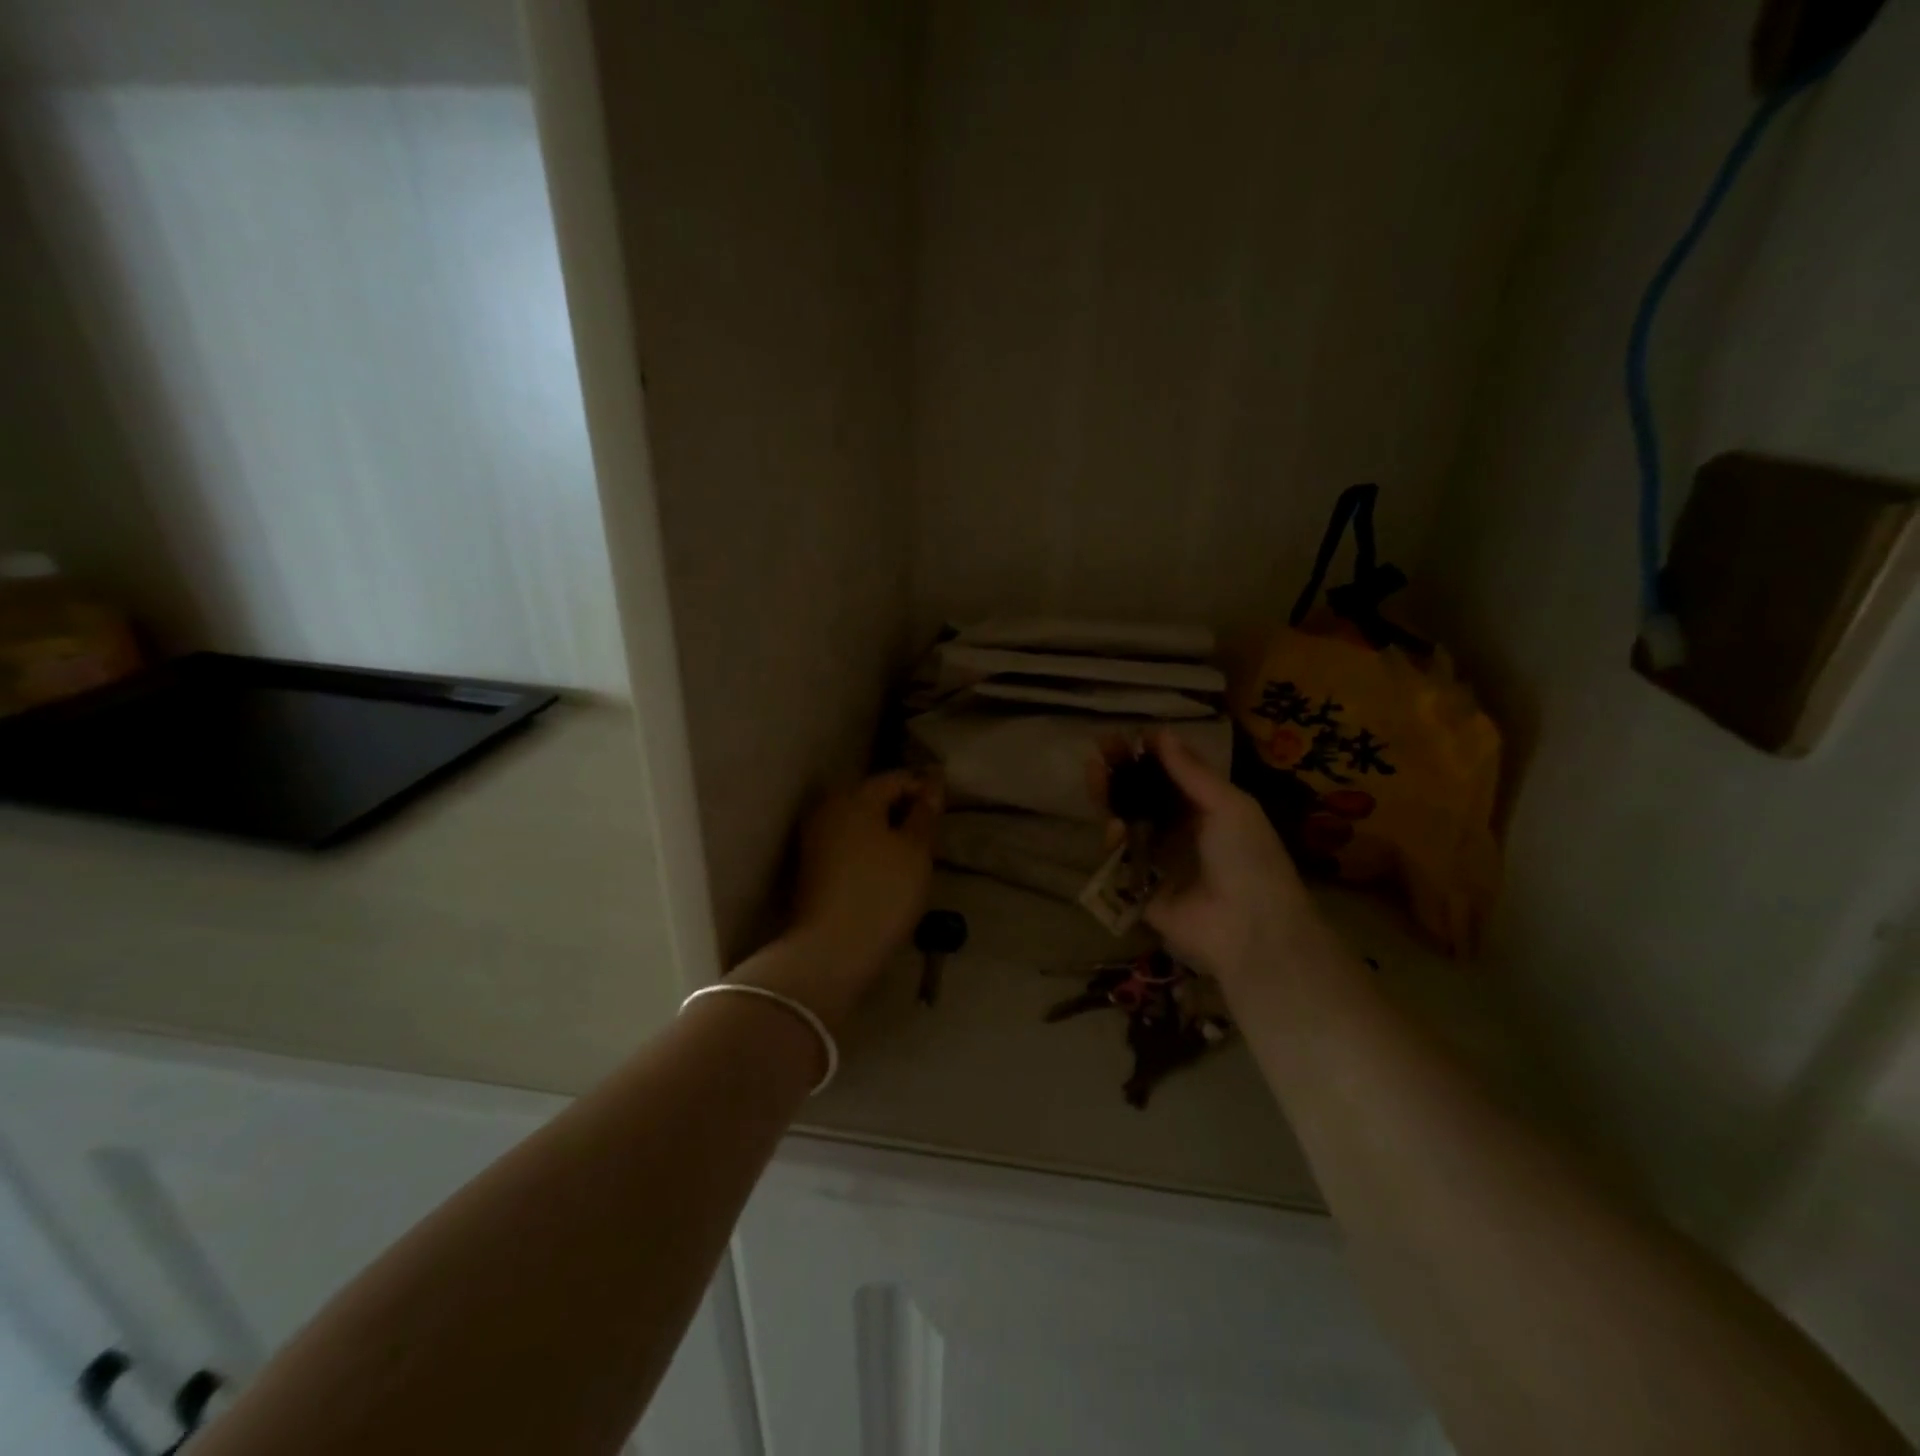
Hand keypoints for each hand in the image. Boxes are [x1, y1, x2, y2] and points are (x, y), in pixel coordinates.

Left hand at [789, 768, 941, 993]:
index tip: (947, 809)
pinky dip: (868, 848)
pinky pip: (847, 843)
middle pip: (873, 797)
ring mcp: (814, 837)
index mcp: (854, 796)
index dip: (925, 788)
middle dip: (903, 808)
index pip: (897, 778)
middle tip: (932, 831)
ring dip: (885, 830)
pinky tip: (886, 868)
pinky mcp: (811, 866)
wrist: (831, 950)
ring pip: (859, 821)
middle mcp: (828, 808)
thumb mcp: (916, 850)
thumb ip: (925, 813)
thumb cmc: (882, 892)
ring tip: (913, 852)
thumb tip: (932, 783)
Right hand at [1096, 731, 1320, 985]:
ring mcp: (1159, 856)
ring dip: (1110, 795)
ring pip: (1126, 819)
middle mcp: (1181, 829)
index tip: (1129, 734)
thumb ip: (1191, 772)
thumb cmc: (1248, 858)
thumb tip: (1160, 733)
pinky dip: (1114, 838)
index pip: (1173, 774)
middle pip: (1144, 793)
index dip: (1150, 753)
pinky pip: (1120, 856)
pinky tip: (1113, 825)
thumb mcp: (1228, 806)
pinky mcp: (1139, 884)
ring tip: (1094, 771)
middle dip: (1123, 769)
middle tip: (1101, 746)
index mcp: (1208, 808)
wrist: (1248, 929)